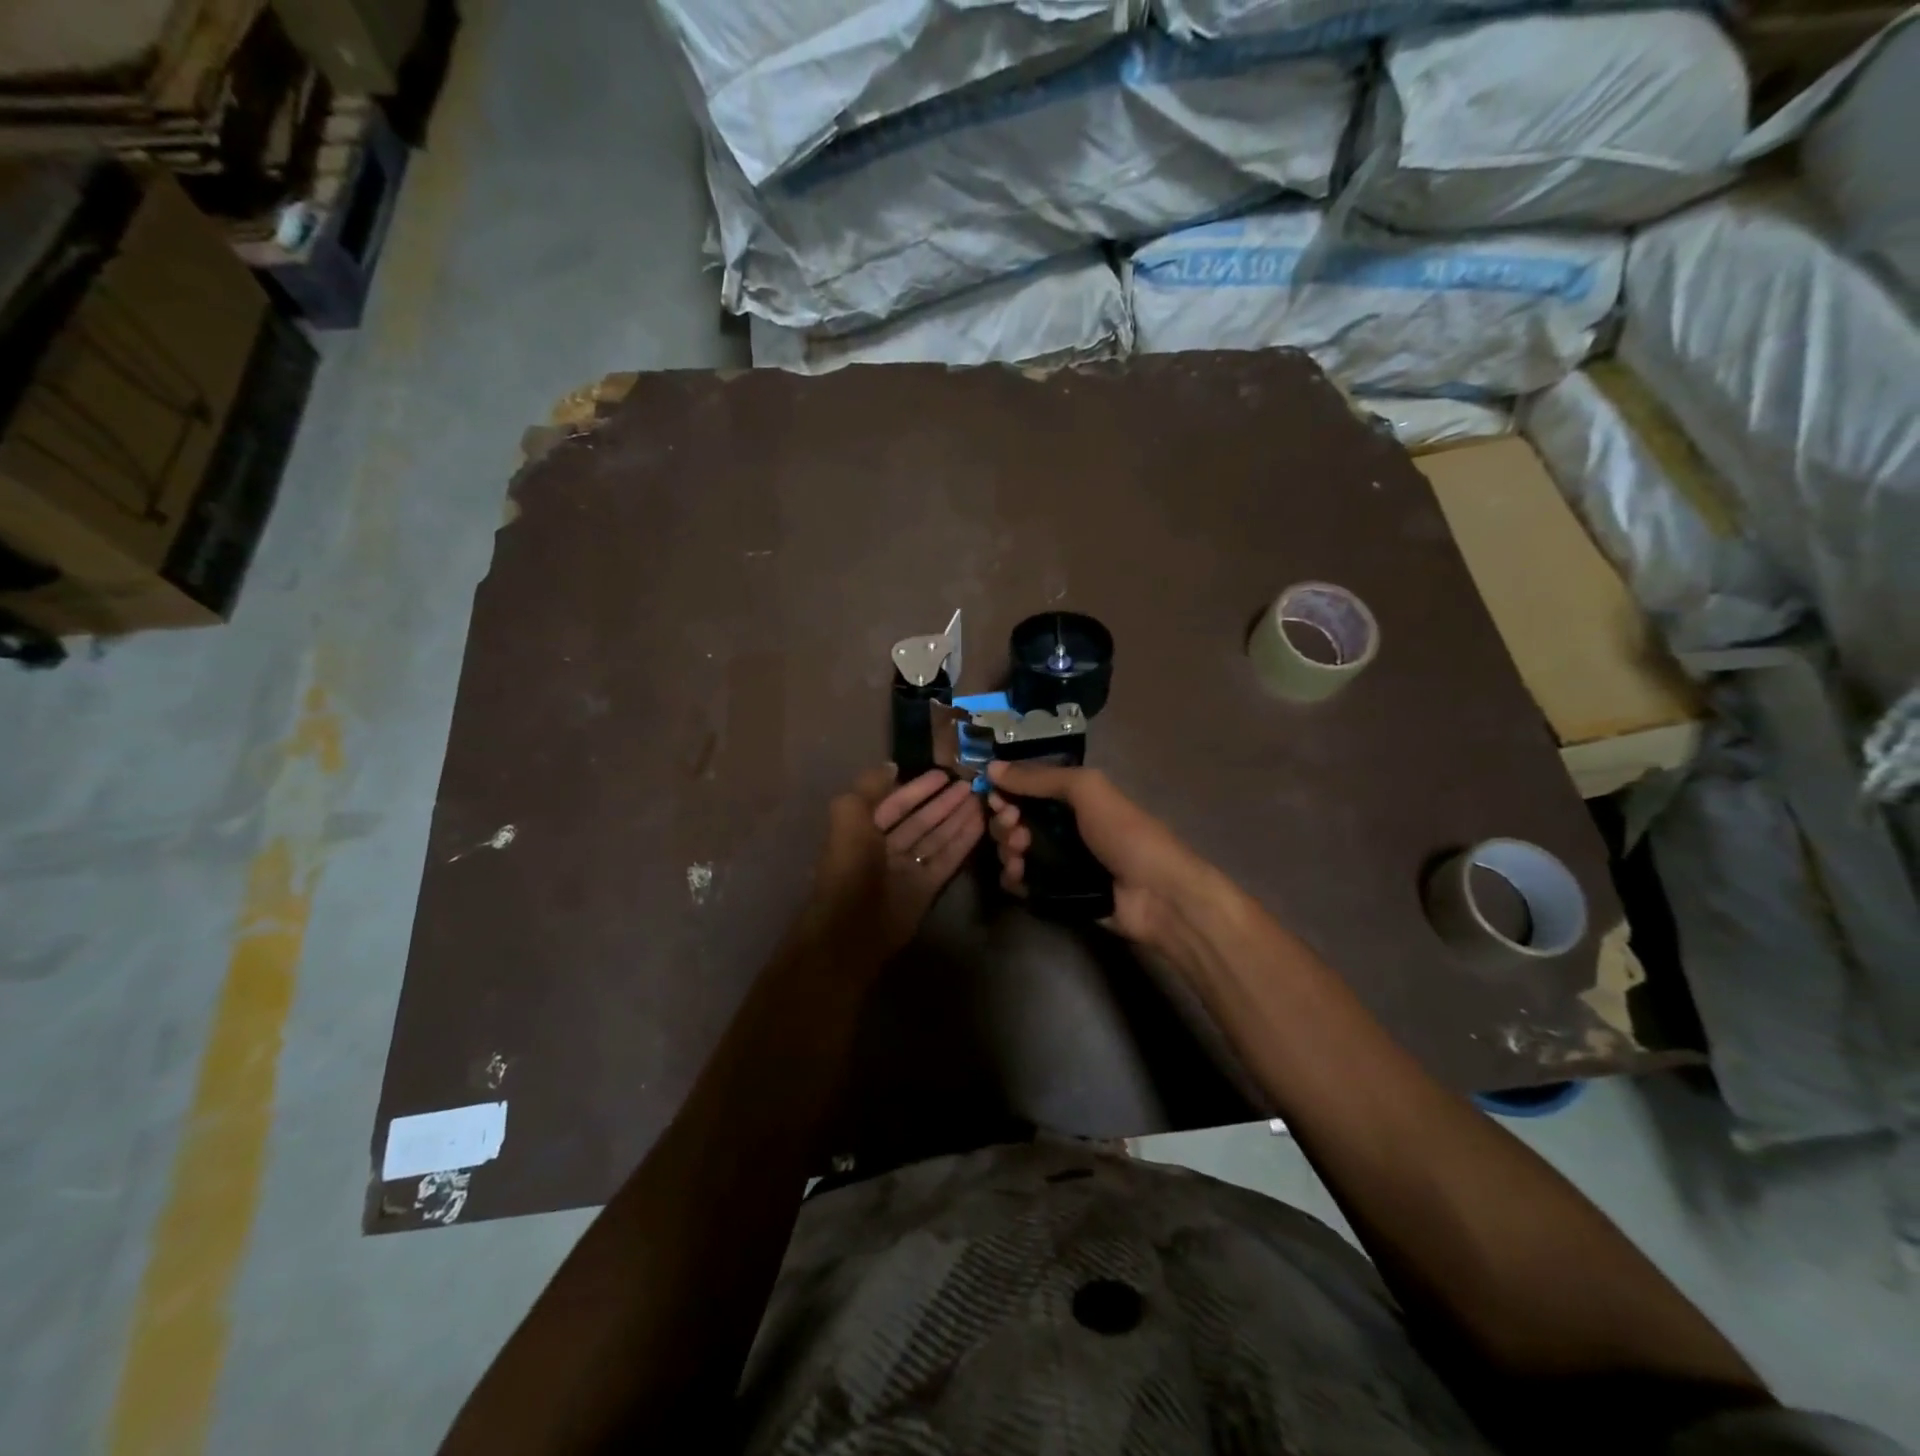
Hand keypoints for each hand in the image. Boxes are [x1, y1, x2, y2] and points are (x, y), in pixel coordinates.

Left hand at [814, 766, 983, 957]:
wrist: (854, 929)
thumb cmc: (850, 868)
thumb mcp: (849, 817)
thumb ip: (868, 788)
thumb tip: (892, 766)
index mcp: (862, 831)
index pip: (895, 803)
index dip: (918, 788)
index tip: (944, 773)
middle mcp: (885, 849)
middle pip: (920, 820)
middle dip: (943, 802)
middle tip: (971, 785)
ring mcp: (907, 869)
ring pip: (935, 838)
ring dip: (957, 818)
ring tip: (981, 800)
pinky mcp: (926, 888)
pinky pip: (946, 859)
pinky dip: (963, 842)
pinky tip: (980, 824)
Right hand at [985, 760, 1219, 947]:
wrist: (1157, 893)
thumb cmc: (1125, 833)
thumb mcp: (1087, 790)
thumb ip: (1040, 778)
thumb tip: (992, 768)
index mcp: (1074, 798)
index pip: (1026, 789)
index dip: (1007, 791)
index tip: (998, 799)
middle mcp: (1063, 826)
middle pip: (1015, 820)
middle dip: (1005, 822)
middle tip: (1015, 830)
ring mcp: (1058, 861)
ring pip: (1014, 851)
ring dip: (1007, 850)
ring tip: (1020, 856)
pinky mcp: (1056, 892)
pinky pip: (1022, 883)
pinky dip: (1013, 879)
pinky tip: (1018, 878)